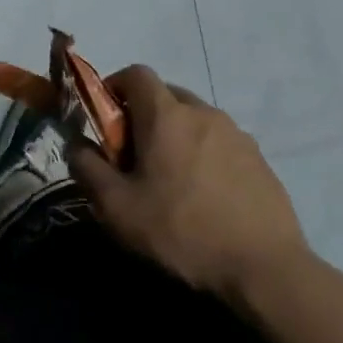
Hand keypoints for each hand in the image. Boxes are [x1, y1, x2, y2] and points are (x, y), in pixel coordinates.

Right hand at [68, 66, 311, 303]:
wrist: (265, 268)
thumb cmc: (180, 230)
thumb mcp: (116, 206)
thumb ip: (86, 167)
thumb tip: (77, 145)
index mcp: (166, 115)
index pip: (136, 73)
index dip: (113, 87)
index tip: (104, 120)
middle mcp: (203, 113)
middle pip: (165, 94)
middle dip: (142, 114)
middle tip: (131, 154)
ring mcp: (237, 135)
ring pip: (193, 119)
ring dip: (173, 135)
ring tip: (168, 178)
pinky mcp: (259, 159)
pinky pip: (219, 142)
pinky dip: (202, 154)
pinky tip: (201, 195)